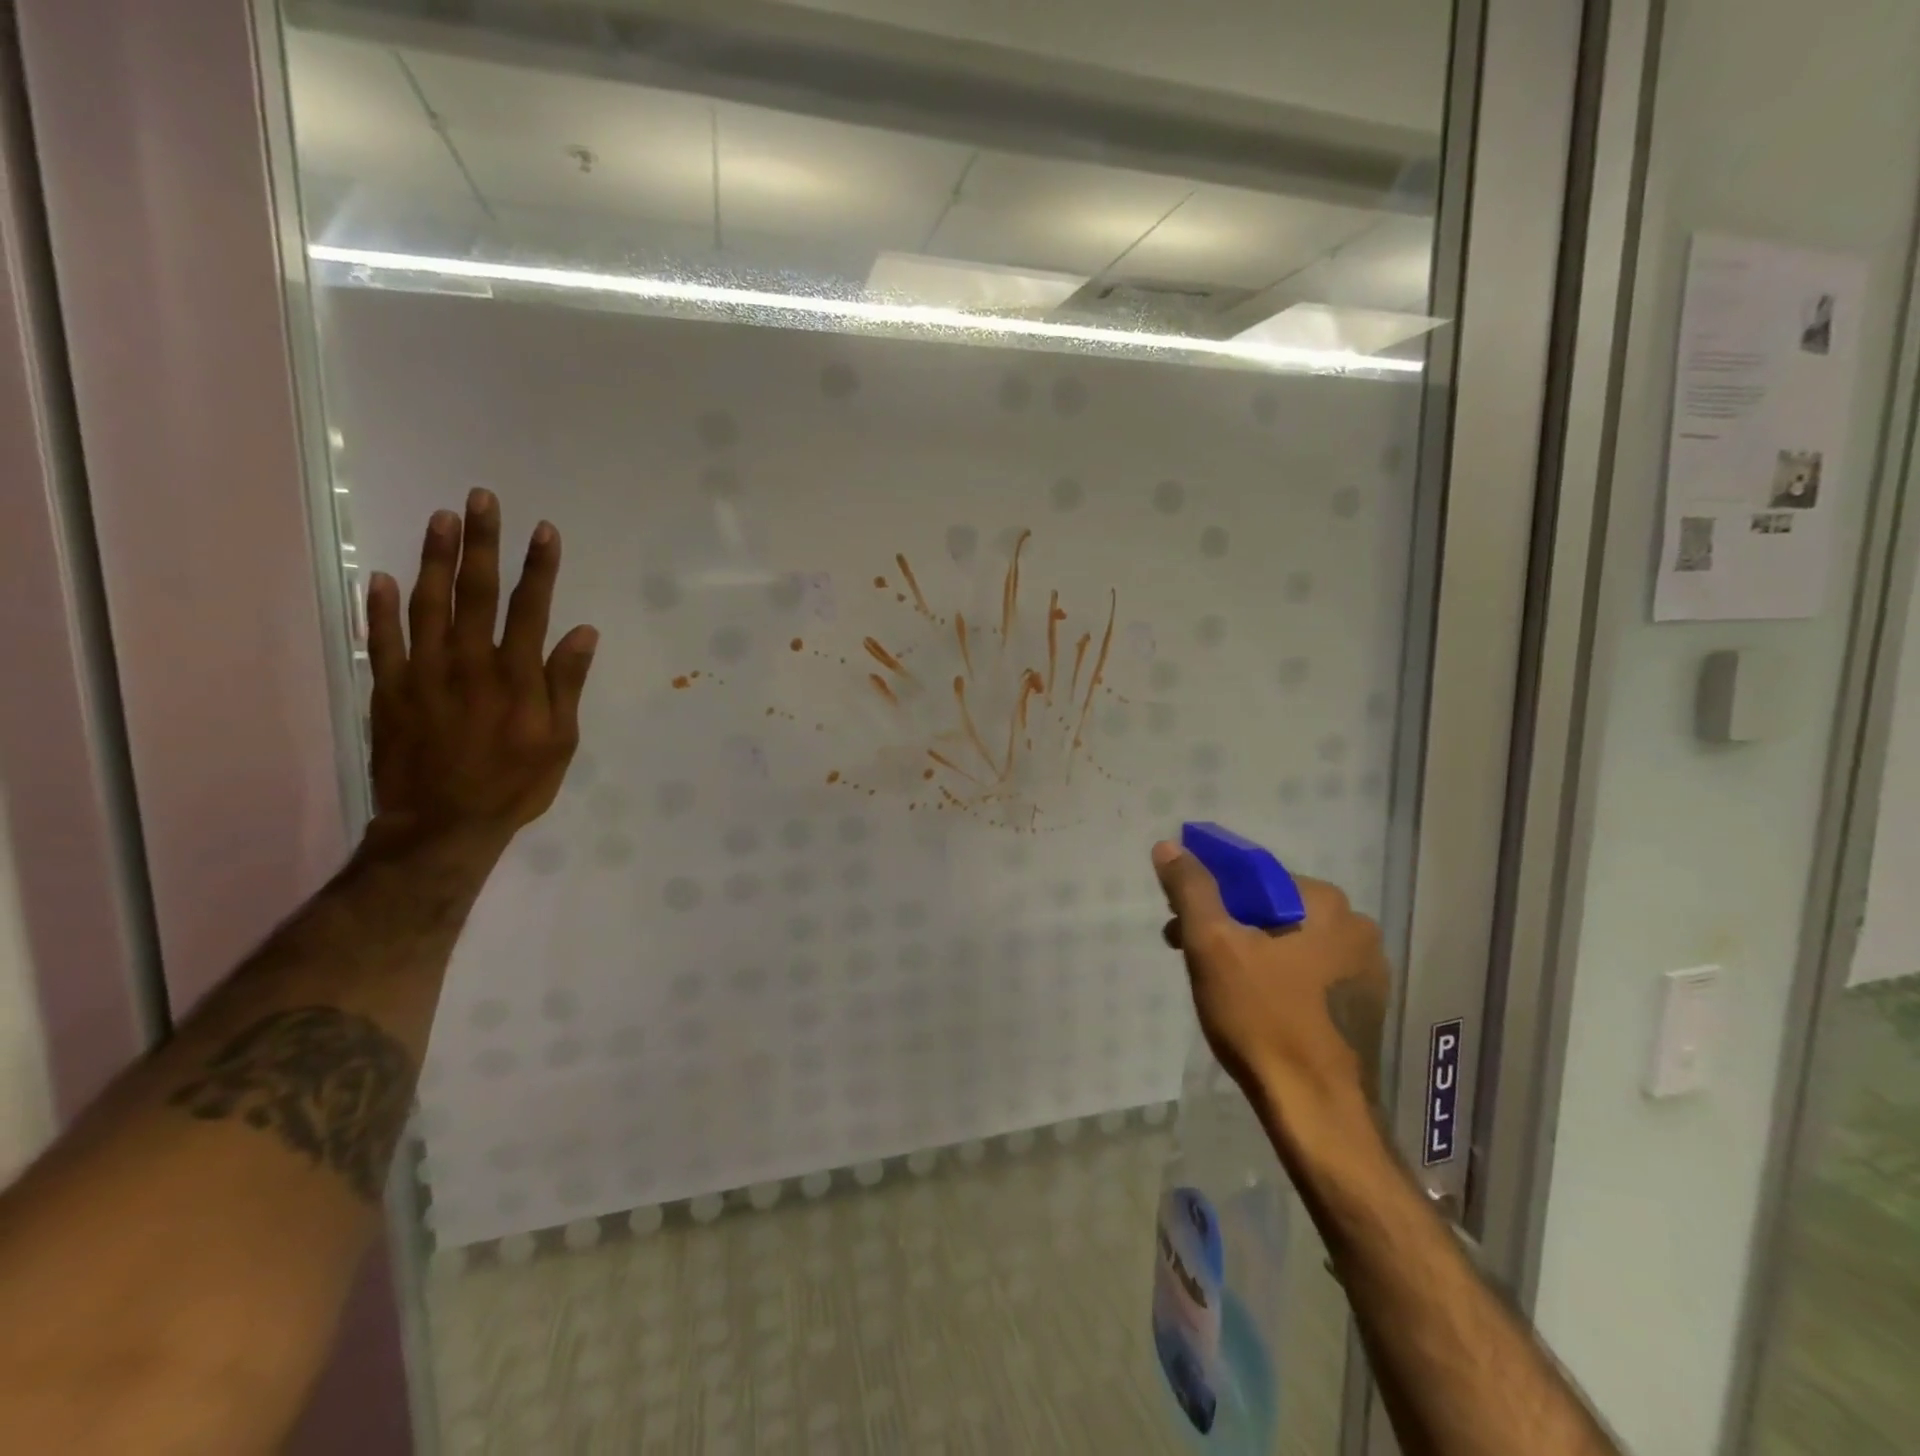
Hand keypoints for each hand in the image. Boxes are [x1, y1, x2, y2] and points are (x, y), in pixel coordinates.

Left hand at [365, 490, 596, 850]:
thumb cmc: (514, 785)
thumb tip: (582, 631)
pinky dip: (380, 607)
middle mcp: (469, 663)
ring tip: (441, 518)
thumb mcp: (560, 741)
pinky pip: (381, 640)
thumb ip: (566, 683)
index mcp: (516, 676)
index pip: (530, 608)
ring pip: (426, 603)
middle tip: (481, 498)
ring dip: (433, 558)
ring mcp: (422, 673)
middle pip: (475, 591)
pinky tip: (382, 576)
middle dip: (481, 542)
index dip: (539, 567)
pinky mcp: (388, 690)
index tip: (544, 529)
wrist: (443, 826)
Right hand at [1152, 841, 1389, 1136]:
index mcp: (1327, 904)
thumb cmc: (1262, 1019)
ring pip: (1288, 942)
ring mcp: (1366, 971)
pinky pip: (1307, 972)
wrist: (1315, 1112)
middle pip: (1271, 909)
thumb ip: (1191, 889)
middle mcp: (1357, 928)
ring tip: (1214, 982)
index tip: (1179, 919)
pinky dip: (1275, 976)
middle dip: (1225, 923)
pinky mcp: (1363, 1007)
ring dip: (1247, 950)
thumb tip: (1170, 845)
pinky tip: (1252, 1004)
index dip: (1210, 891)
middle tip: (1188, 952)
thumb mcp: (1212, 945)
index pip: (1254, 876)